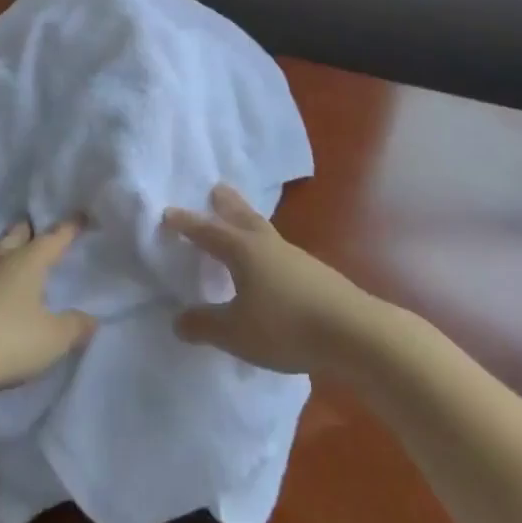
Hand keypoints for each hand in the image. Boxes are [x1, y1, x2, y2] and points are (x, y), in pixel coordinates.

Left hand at [0, 220, 96, 395]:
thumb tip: (92, 319)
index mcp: (27, 262)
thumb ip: (74, 327)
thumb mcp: (52, 339)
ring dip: (0, 252)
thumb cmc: (7, 340)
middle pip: (15, 236)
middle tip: (35, 231)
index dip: (69, 228)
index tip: (80, 216)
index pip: (54, 238)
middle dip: (27, 232)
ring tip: (6, 257)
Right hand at [163, 184, 364, 374]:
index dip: (186, 224)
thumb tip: (178, 320)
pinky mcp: (314, 273)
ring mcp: (294, 256)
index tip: (168, 213)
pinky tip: (270, 261)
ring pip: (263, 230)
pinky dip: (266, 246)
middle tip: (216, 188)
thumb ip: (205, 326)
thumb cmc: (286, 327)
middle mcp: (266, 244)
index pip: (207, 232)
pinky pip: (280, 250)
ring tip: (241, 218)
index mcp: (242, 251)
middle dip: (226, 204)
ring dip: (248, 220)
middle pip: (242, 216)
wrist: (354, 332)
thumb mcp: (237, 333)